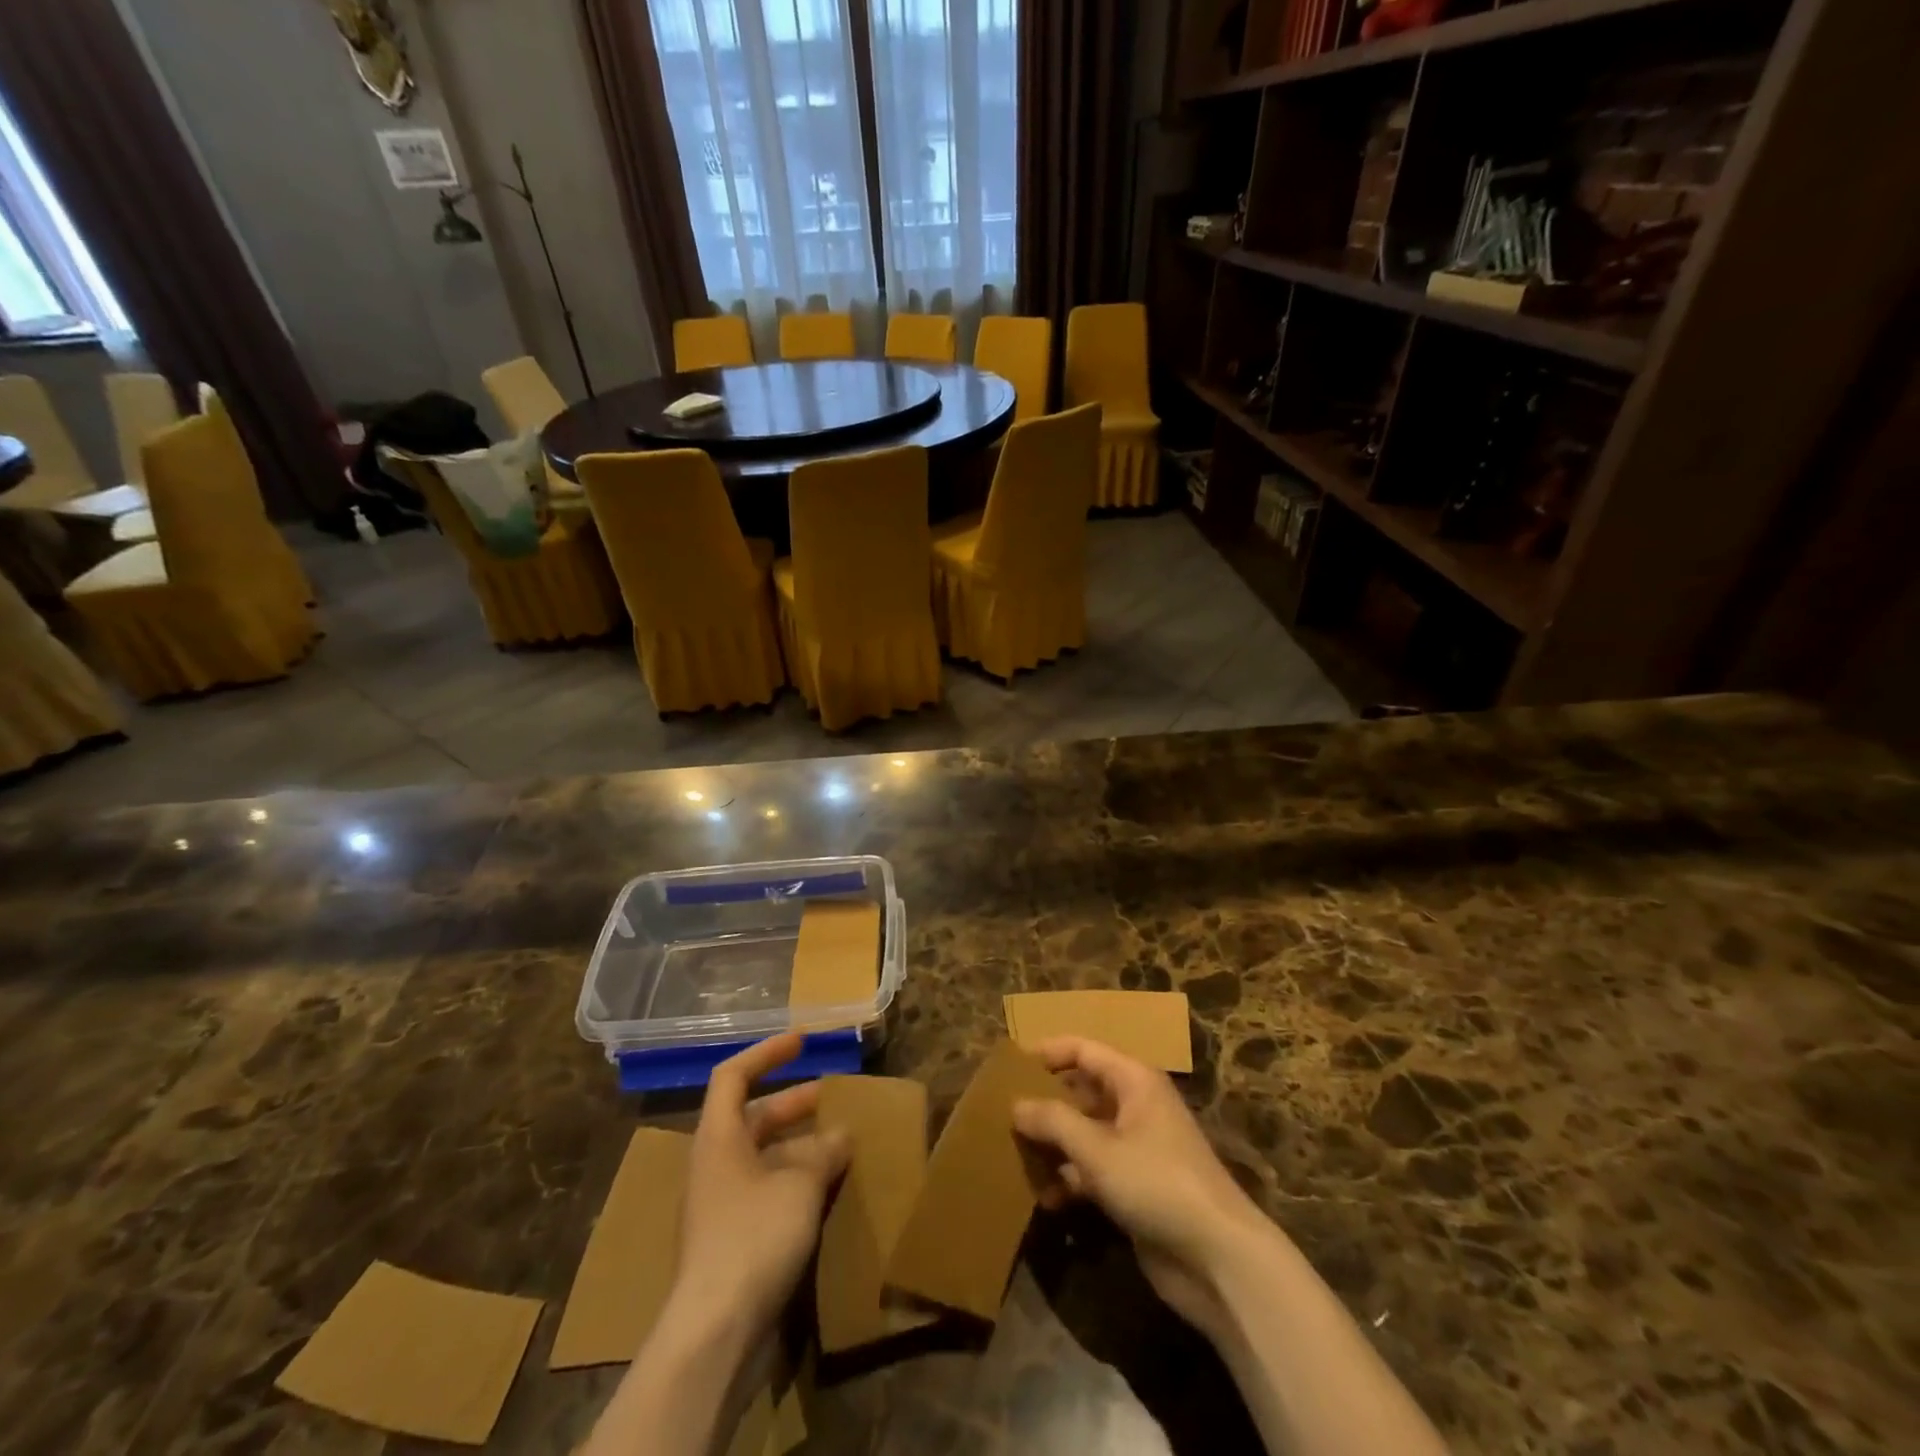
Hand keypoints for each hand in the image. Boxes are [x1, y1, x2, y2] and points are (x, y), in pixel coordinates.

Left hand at [667, 1034, 852, 1338]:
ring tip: (842, 1143)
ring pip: (764, 1156)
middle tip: (834, 1097)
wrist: (716, 1333)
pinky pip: (767, 1190)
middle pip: (753, 1116)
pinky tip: (829, 1189)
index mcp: (719, 1137)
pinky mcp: (733, 1240)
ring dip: (801, 1145)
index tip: (803, 1041)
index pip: (734, 1075)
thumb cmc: (753, 1237)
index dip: (767, 1052)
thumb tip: (841, 1135)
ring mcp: (722, 1204)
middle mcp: (715, 1163)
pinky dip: (797, 1180)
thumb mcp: (800, 1184)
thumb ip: (823, 1152)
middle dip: (795, 1103)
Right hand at [1013, 1036, 1272, 1335]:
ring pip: (1083, 1133)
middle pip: (1081, 1091)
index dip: (1047, 1053)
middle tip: (1003, 1114)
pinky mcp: (1135, 1187)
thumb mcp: (1097, 1149)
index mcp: (1133, 1080)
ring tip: (1014, 1157)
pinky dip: (1069, 1180)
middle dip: (1045, 1103)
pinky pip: (1092, 1170)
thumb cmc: (1157, 1183)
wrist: (1218, 1260)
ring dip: (1053, 1145)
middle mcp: (1135, 1106)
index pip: (1083, 1050)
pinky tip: (1044, 1199)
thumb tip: (1015, 1104)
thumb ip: (1053, 1121)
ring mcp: (1136, 1148)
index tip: (1009, 1066)